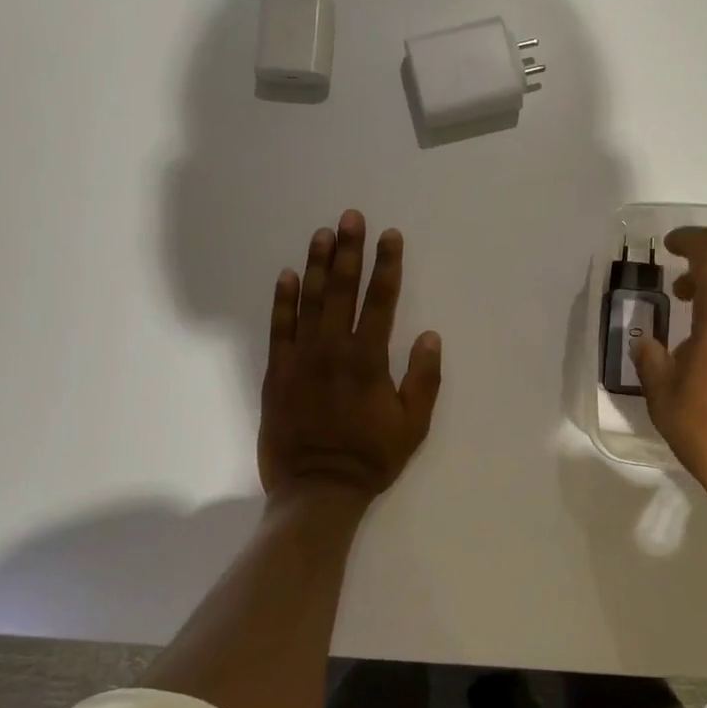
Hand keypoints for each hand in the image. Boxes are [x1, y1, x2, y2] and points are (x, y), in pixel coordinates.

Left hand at [258, 210, 442, 506]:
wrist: (316, 490)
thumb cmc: (370, 457)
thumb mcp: (413, 425)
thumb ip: (424, 378)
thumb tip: (429, 335)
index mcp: (368, 359)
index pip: (381, 300)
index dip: (387, 265)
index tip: (390, 235)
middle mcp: (334, 349)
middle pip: (343, 289)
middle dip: (349, 250)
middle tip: (351, 217)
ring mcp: (301, 358)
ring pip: (310, 301)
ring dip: (318, 265)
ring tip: (322, 233)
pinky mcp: (277, 372)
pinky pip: (279, 328)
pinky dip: (283, 300)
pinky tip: (288, 275)